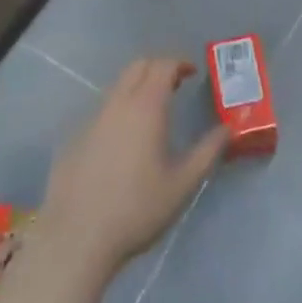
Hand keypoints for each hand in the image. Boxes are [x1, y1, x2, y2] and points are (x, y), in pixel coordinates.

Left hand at [35, 57, 226, 284]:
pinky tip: (123, 144)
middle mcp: (117, 104)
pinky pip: (101, 113)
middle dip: (158, 67)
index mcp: (146, 107)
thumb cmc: (137, 209)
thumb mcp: (182, 184)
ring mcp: (92, 120)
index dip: (180, 63)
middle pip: (137, 67)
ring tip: (152, 114)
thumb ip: (207, 152)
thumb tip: (227, 129)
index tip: (193, 72)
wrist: (76, 239)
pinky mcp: (74, 140)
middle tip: (175, 85)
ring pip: (117, 88)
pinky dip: (118, 112)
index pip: (163, 65)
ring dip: (137, 88)